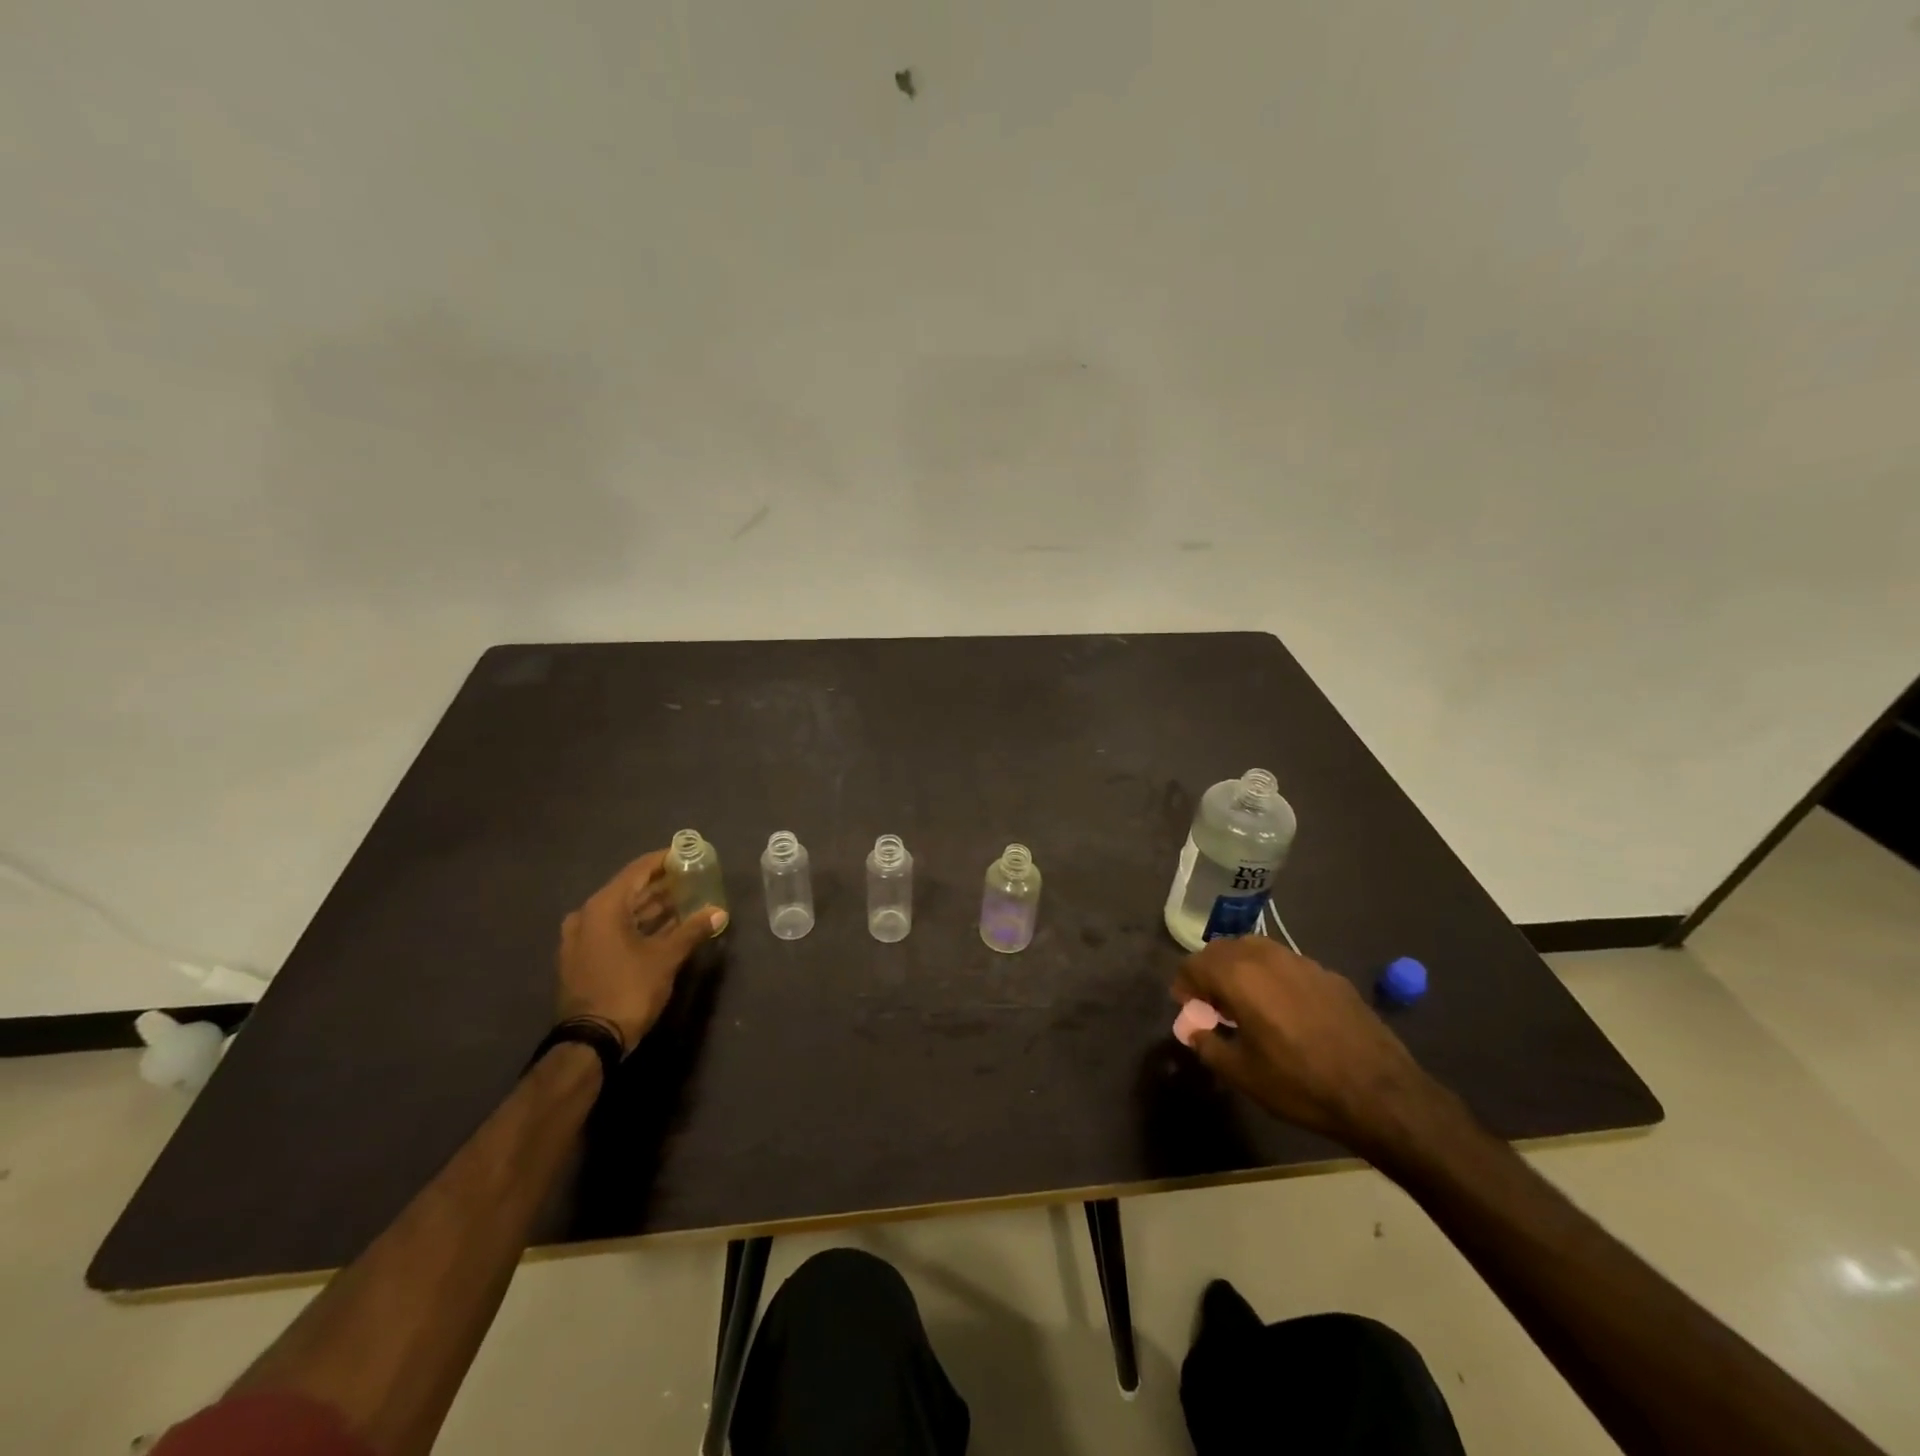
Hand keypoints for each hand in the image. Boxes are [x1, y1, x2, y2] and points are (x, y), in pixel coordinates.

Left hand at [556, 852, 726, 1055]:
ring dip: (650, 907)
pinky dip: (637, 926)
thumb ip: (692, 929)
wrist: (590, 1041)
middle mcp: (587, 916)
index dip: (663, 860)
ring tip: (683, 902)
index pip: (638, 870)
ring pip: (621, 912)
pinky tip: (664, 929)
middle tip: (690, 879)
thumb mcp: (666, 957)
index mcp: (604, 907)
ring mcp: (580, 939)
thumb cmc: (628, 989)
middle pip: (629, 890)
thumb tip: (719, 911)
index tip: (686, 854)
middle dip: (660, 885)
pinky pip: (613, 930)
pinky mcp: (582, 959)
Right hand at [1173, 936, 1436, 1152]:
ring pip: (1256, 950)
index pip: (1194, 963)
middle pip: (1222, 949)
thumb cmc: (1300, 1084)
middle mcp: (1266, 957)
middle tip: (1213, 1005)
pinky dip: (1273, 977)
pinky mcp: (1329, 974)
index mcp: (1238, 976)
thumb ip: (1207, 1044)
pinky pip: (1287, 964)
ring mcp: (1302, 961)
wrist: (1380, 1093)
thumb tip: (1193, 1029)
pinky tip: (1286, 1010)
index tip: (1188, 1008)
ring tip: (1247, 1003)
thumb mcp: (1242, 1074)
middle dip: (1210, 972)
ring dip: (1241, 969)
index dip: (1184, 985)